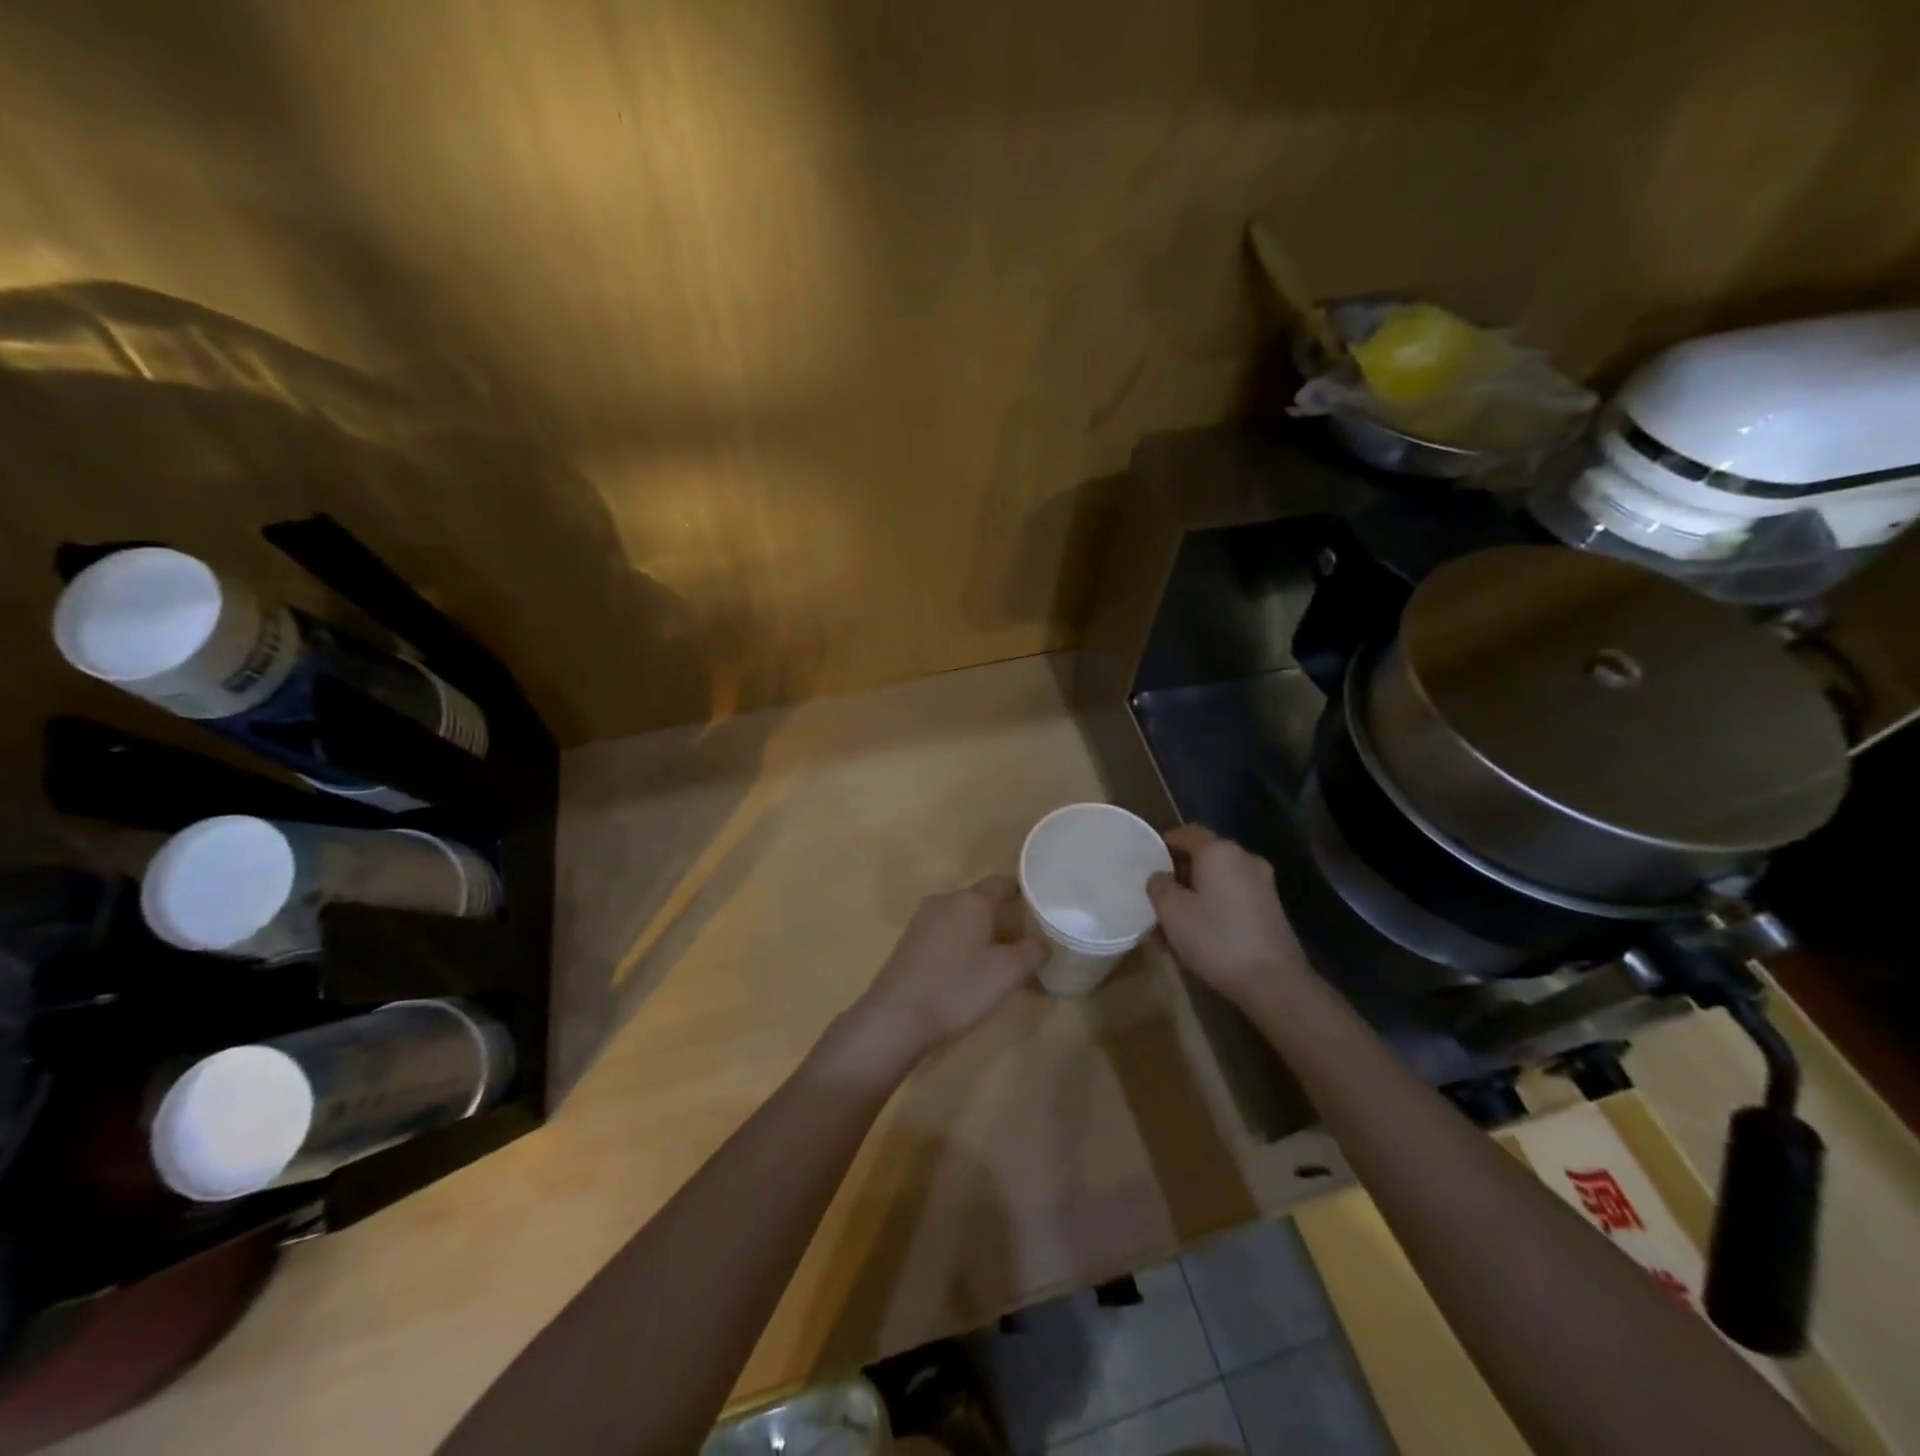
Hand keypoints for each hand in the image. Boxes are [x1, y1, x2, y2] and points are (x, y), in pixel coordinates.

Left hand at [831, 876, 1046, 1077]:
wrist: (896, 1016)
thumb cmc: (957, 988)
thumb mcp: (1007, 973)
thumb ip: (1032, 951)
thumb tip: (1042, 941)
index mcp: (971, 900)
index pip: (1001, 883)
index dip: (1021, 893)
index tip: (1037, 909)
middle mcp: (945, 900)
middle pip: (980, 901)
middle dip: (1001, 918)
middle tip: (1022, 943)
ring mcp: (921, 919)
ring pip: (960, 917)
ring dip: (978, 932)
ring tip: (996, 960)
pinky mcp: (908, 940)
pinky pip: (942, 932)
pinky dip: (958, 943)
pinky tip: (964, 970)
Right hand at [1147, 825, 1308, 1006]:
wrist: (1274, 981)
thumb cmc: (1216, 938)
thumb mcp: (1171, 911)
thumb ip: (1159, 885)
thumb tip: (1161, 877)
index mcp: (1219, 851)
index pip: (1185, 833)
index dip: (1163, 844)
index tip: (1146, 864)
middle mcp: (1244, 859)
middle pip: (1201, 860)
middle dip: (1176, 881)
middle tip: (1156, 906)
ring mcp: (1262, 885)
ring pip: (1215, 884)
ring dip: (1192, 901)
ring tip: (1170, 935)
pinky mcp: (1270, 910)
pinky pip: (1231, 900)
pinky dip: (1212, 912)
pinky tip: (1197, 941)